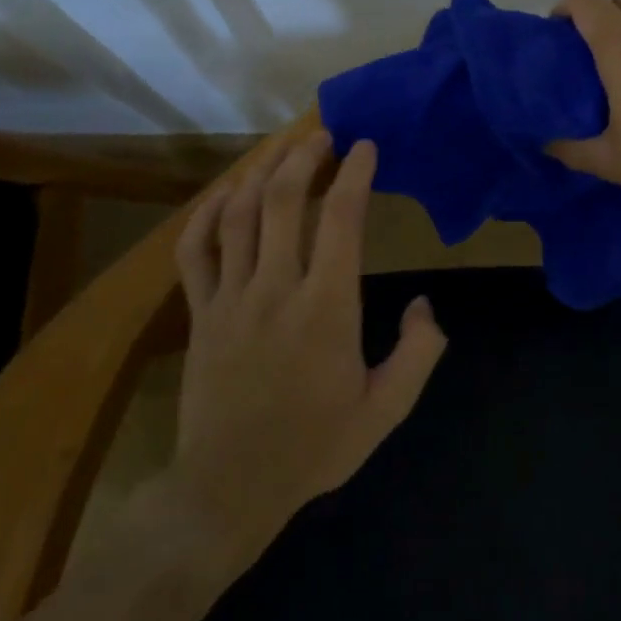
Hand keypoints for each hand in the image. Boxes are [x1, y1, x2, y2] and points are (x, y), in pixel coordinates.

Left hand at [161, 130, 446, 561]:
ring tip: (281, 148)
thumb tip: (425, 305)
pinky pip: (195, 250)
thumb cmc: (315, 446)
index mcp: (326, 308)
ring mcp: (230, 298)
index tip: (366, 146)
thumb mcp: (386, 410)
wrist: (229, 487)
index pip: (340, 220)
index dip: (354, 174)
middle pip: (283, 201)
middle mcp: (275, 289)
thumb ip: (418, 353)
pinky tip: (225, 194)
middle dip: (305, 156)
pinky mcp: (200, 313)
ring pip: (238, 214)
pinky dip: (207, 213)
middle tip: (323, 133)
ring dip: (260, 172)